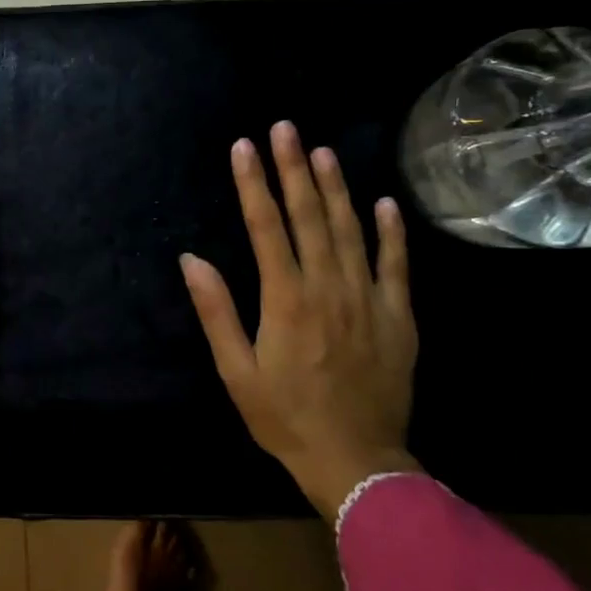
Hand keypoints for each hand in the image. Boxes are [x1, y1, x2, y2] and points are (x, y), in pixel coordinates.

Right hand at [179, 123, 418, 516]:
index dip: (254, 184)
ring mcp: (369, 299)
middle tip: (284, 128)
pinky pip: (396, 265)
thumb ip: (216, 311)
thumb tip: (192, 260)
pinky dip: (390, 231)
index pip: (266, 227)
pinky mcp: (398, 317)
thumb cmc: (285, 417)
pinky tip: (384, 202)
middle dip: (294, 168)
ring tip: (322, 151)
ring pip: (351, 230)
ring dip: (336, 187)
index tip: (244, 147)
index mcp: (286, 299)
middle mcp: (329, 288)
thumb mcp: (236, 371)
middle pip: (310, 216)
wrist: (356, 462)